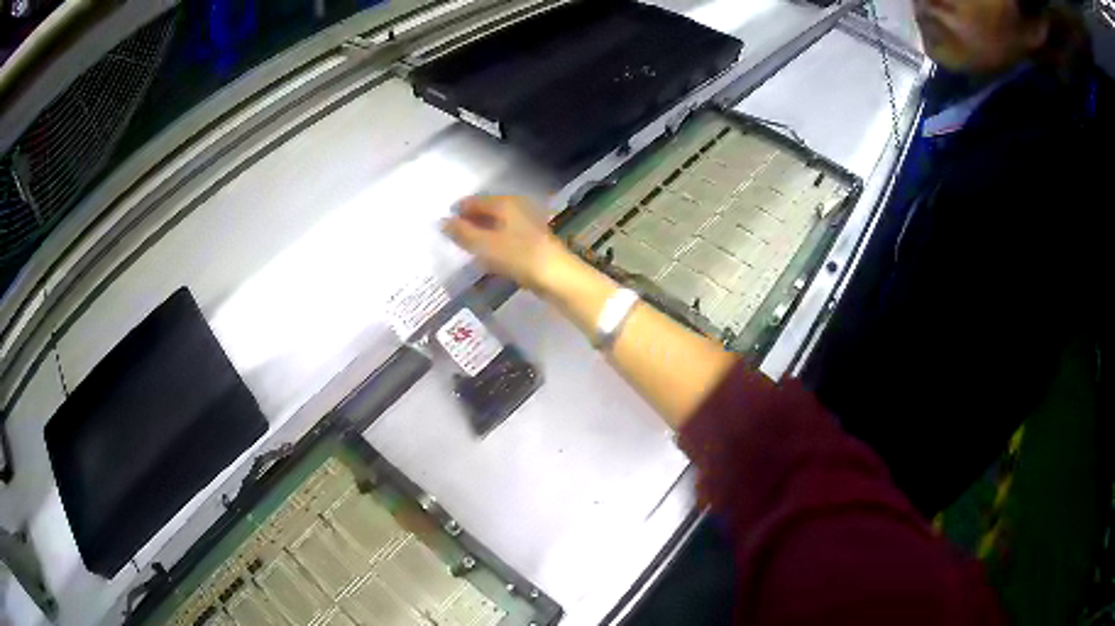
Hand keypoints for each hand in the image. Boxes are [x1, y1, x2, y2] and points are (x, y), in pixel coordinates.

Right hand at [442, 195, 571, 292]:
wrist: (558, 276)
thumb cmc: (519, 256)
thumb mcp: (485, 245)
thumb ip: (462, 233)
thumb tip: (442, 222)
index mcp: (504, 203)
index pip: (475, 200)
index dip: (458, 210)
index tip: (444, 222)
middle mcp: (516, 208)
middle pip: (487, 210)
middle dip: (470, 220)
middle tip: (452, 234)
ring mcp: (527, 224)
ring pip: (497, 223)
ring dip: (482, 232)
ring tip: (466, 246)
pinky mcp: (533, 241)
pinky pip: (506, 236)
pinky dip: (494, 242)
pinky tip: (488, 255)